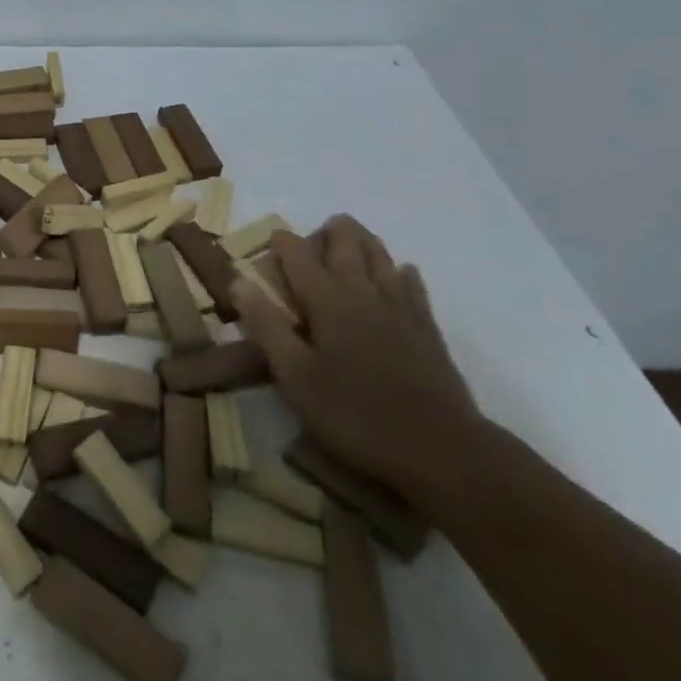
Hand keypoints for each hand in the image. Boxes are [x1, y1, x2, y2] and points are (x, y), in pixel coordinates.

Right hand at [234, 215, 481, 502]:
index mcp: (327, 300)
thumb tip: (239, 280)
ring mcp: (400, 309)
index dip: (283, 242)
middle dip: (329, 232)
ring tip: (352, 236)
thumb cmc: (355, 414)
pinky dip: (402, 272)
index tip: (271, 240)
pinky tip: (402, 271)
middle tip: (316, 232)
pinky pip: (413, 286)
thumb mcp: (295, 377)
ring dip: (364, 242)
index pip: (299, 255)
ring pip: (381, 258)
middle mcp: (363, 293)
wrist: (441, 449)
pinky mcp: (427, 330)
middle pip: (346, 245)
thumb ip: (266, 326)